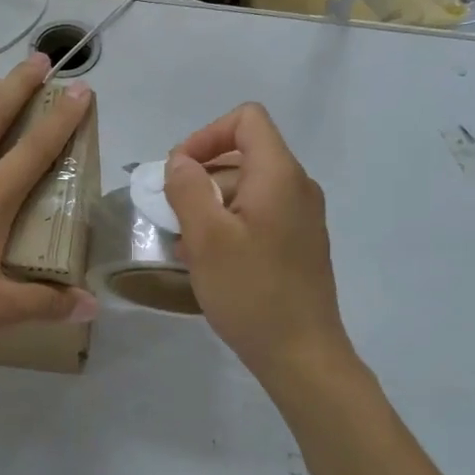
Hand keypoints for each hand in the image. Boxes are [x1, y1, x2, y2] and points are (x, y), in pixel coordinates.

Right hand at [164, 104, 351, 388]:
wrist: (301, 354)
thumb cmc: (251, 292)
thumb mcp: (206, 238)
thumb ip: (187, 189)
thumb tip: (180, 162)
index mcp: (279, 175)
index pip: (246, 120)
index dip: (206, 135)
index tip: (178, 172)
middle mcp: (297, 187)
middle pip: (243, 156)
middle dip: (201, 178)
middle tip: (173, 216)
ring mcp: (302, 218)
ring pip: (247, 190)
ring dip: (211, 206)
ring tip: (186, 246)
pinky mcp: (299, 244)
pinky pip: (259, 217)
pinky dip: (229, 226)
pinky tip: (209, 262)